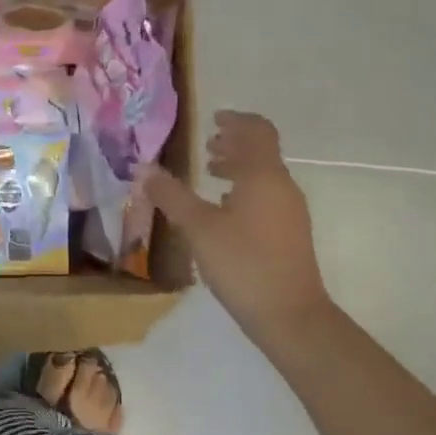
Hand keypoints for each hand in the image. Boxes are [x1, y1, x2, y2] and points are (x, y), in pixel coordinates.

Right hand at [142, 111, 332, 342]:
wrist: (291, 316)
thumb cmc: (243, 263)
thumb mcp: (198, 228)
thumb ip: (171, 196)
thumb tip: (145, 169)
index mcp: (263, 176)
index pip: (257, 131)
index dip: (236, 120)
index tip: (213, 119)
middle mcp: (282, 187)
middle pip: (261, 152)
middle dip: (234, 144)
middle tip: (207, 145)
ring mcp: (290, 212)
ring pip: (264, 177)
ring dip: (238, 168)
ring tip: (210, 174)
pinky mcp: (290, 235)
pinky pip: (266, 198)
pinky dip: (244, 192)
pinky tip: (224, 211)